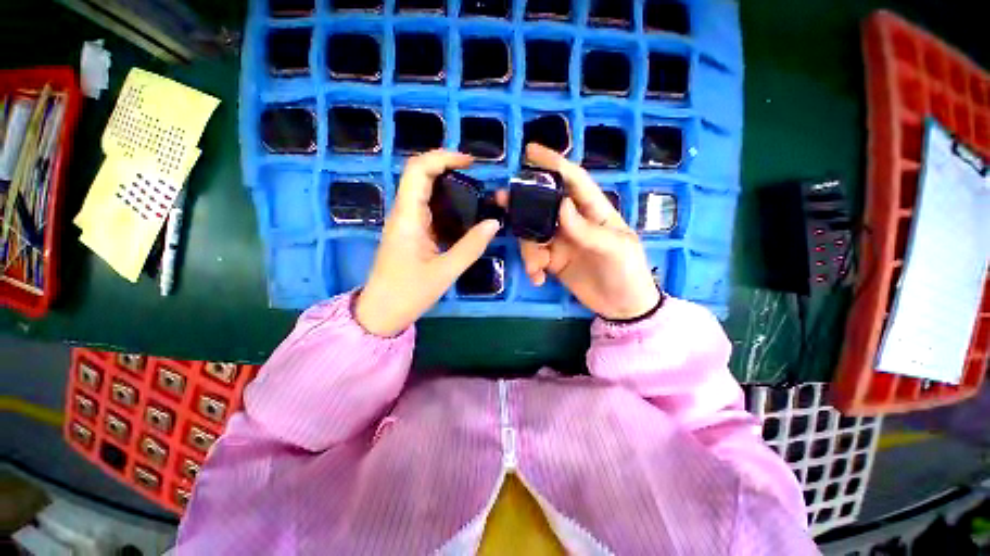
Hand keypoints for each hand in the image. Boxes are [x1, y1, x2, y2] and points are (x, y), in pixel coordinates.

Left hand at [355, 151, 500, 335]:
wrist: (382, 312)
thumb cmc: (409, 293)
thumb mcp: (445, 272)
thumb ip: (471, 247)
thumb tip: (493, 223)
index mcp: (407, 217)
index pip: (418, 170)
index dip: (443, 157)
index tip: (471, 163)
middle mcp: (404, 213)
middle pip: (420, 175)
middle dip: (448, 167)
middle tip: (478, 176)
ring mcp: (406, 222)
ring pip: (425, 191)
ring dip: (448, 185)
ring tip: (476, 191)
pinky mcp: (411, 232)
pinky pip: (428, 209)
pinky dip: (447, 204)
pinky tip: (464, 213)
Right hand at [517, 144, 660, 319]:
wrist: (622, 306)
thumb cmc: (628, 272)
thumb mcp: (615, 248)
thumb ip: (587, 228)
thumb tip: (561, 204)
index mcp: (593, 210)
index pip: (573, 180)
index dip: (553, 163)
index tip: (530, 152)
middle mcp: (573, 221)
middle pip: (543, 204)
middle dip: (523, 203)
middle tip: (502, 201)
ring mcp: (561, 241)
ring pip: (533, 233)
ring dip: (528, 250)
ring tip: (536, 269)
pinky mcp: (553, 260)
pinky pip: (534, 256)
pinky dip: (531, 266)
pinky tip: (538, 279)